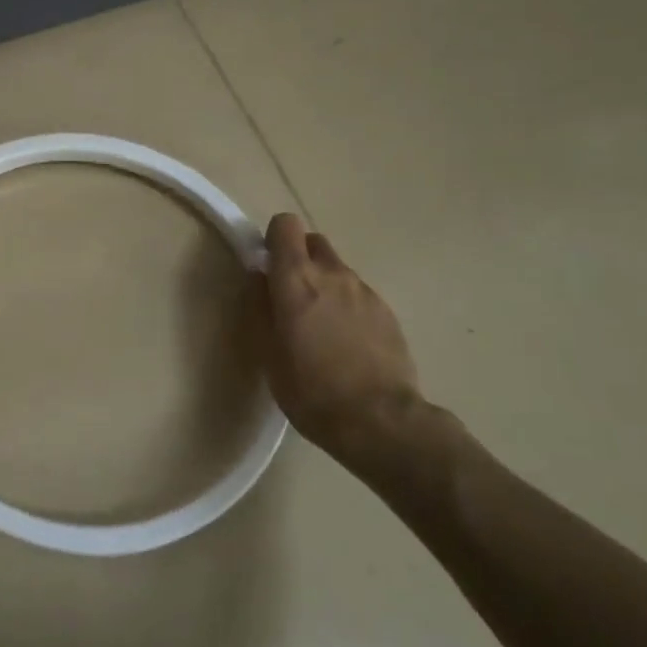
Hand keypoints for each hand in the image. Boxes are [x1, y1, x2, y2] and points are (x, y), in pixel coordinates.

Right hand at [262, 214, 422, 457]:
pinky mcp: (388, 313)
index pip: (286, 225)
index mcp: (296, 279)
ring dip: (324, 285)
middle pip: (314, 242)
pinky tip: (346, 344)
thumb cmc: (310, 389)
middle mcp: (333, 274)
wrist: (380, 421)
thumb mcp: (268, 351)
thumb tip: (259, 277)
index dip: (273, 239)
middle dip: (299, 258)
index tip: (267, 265)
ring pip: (338, 271)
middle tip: (290, 295)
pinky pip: (358, 296)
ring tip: (320, 328)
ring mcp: (365, 292)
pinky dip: (347, 307)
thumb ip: (260, 306)